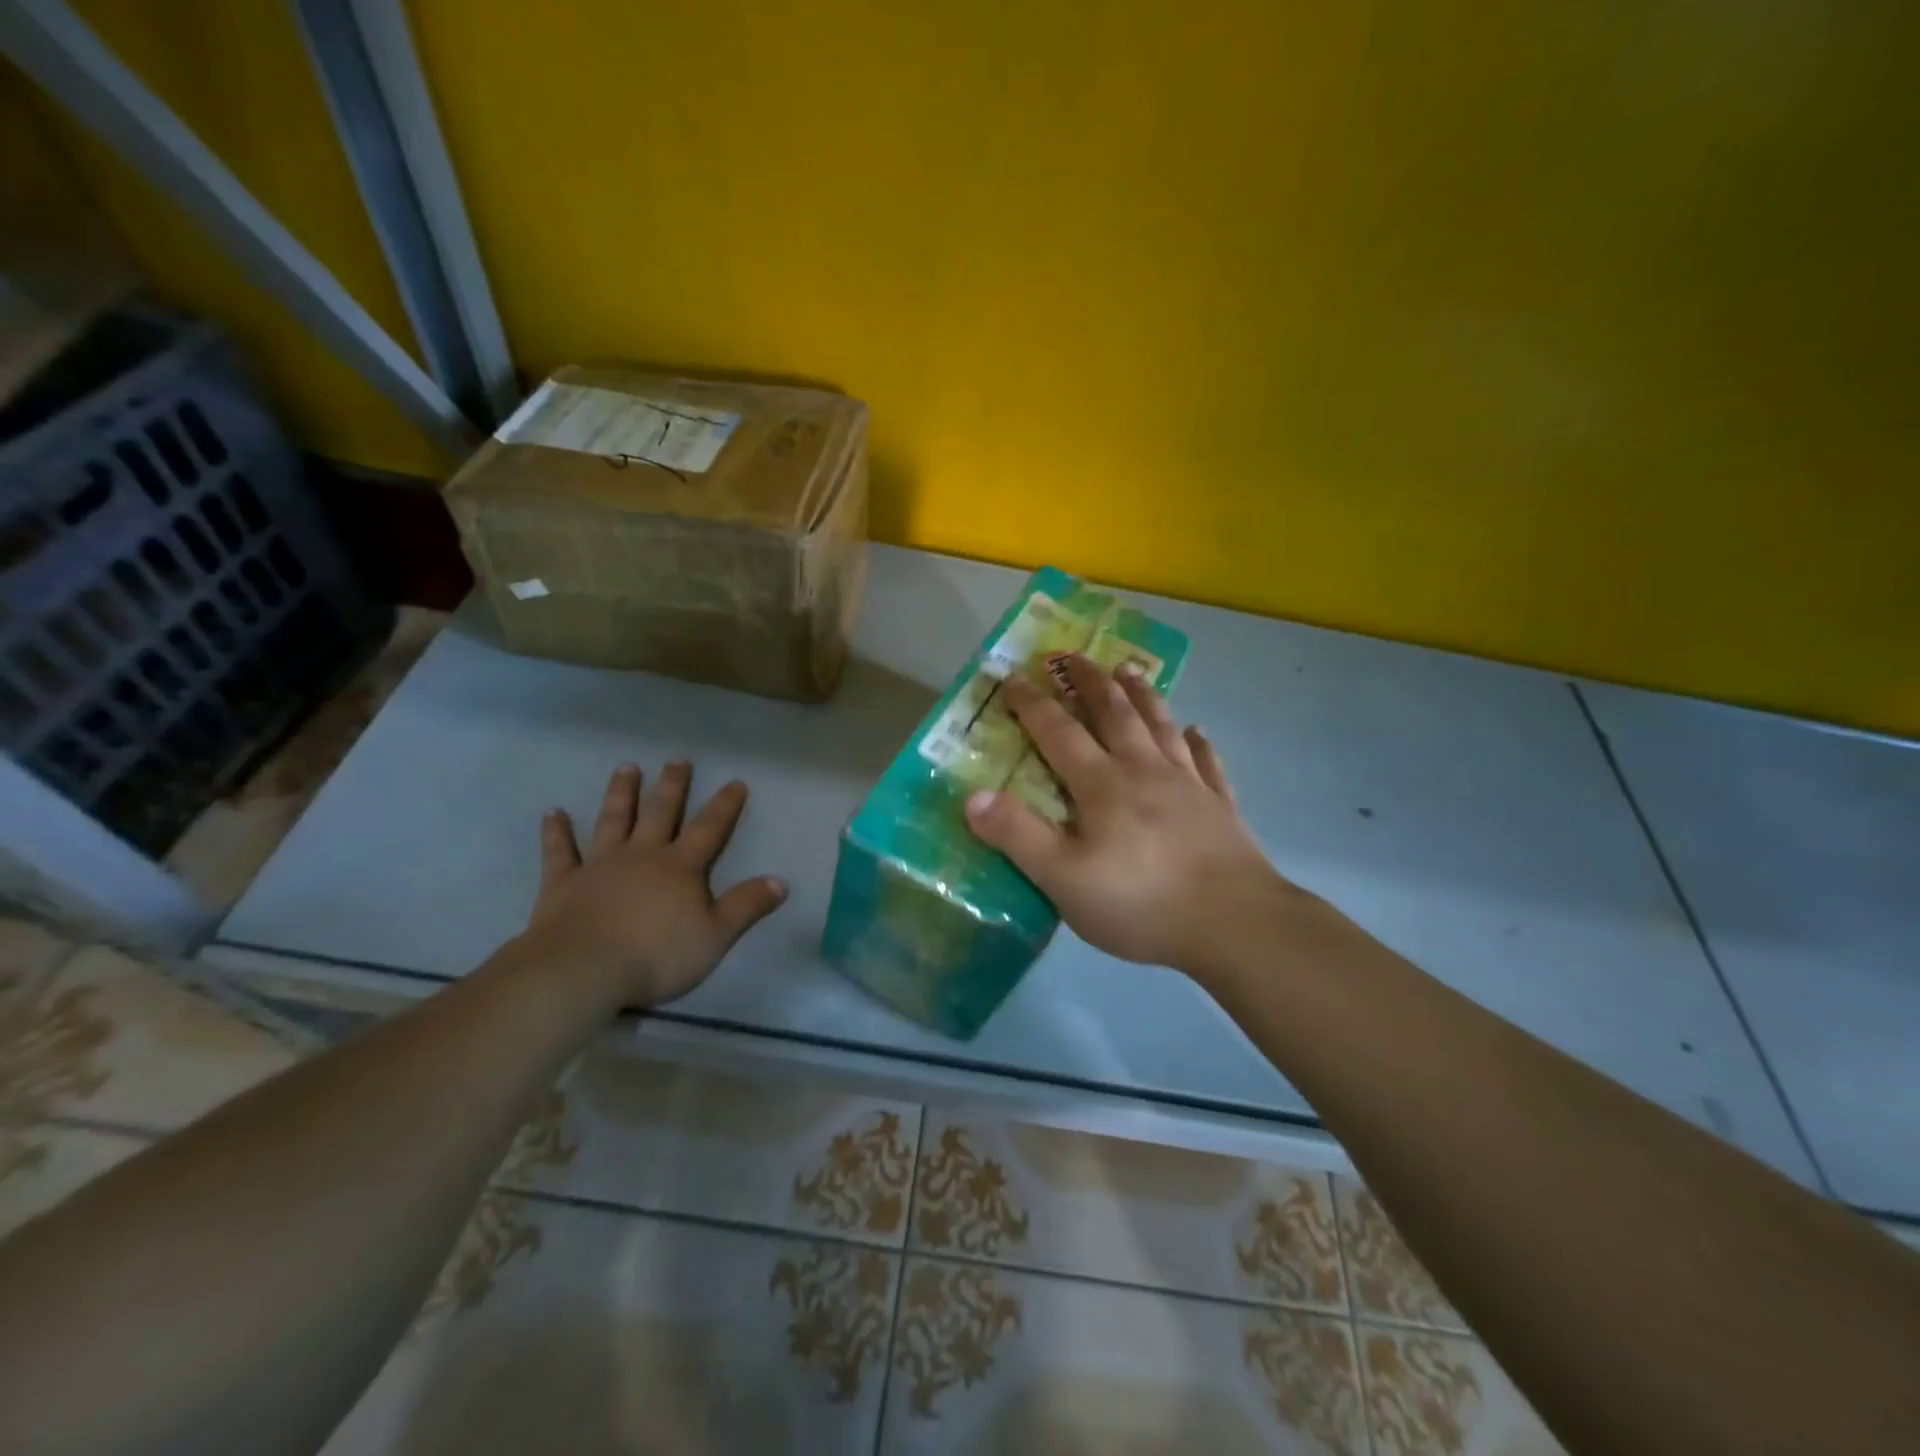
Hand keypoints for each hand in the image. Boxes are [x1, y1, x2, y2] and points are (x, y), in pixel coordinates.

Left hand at [520, 761, 787, 1006]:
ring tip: (627, 768)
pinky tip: (552, 812)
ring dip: (621, 793)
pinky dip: (556, 831)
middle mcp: (642, 855)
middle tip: (677, 760)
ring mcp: (599, 865)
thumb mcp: (716, 936)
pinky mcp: (563, 882)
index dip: (724, 806)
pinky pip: (559, 851)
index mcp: (681, 867)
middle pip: (660, 813)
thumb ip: (747, 906)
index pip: (709, 829)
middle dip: (672, 786)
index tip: (735, 782)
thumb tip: (781, 881)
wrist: (583, 970)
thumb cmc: (657, 955)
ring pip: (613, 820)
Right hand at [964, 656, 1306, 977]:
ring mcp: (1189, 785)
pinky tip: (1198, 730)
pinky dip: (1200, 743)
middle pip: (1114, 714)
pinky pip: (1208, 763)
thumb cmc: (1140, 903)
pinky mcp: (1221, 807)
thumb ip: (1017, 835)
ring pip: (1161, 726)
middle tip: (1075, 655)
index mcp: (1102, 785)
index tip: (1015, 677)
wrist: (1234, 924)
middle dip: (1090, 682)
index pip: (1059, 732)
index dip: (1033, 704)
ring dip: (1143, 696)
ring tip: (1130, 670)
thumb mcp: (1063, 878)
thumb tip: (972, 796)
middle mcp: (1144, 771)